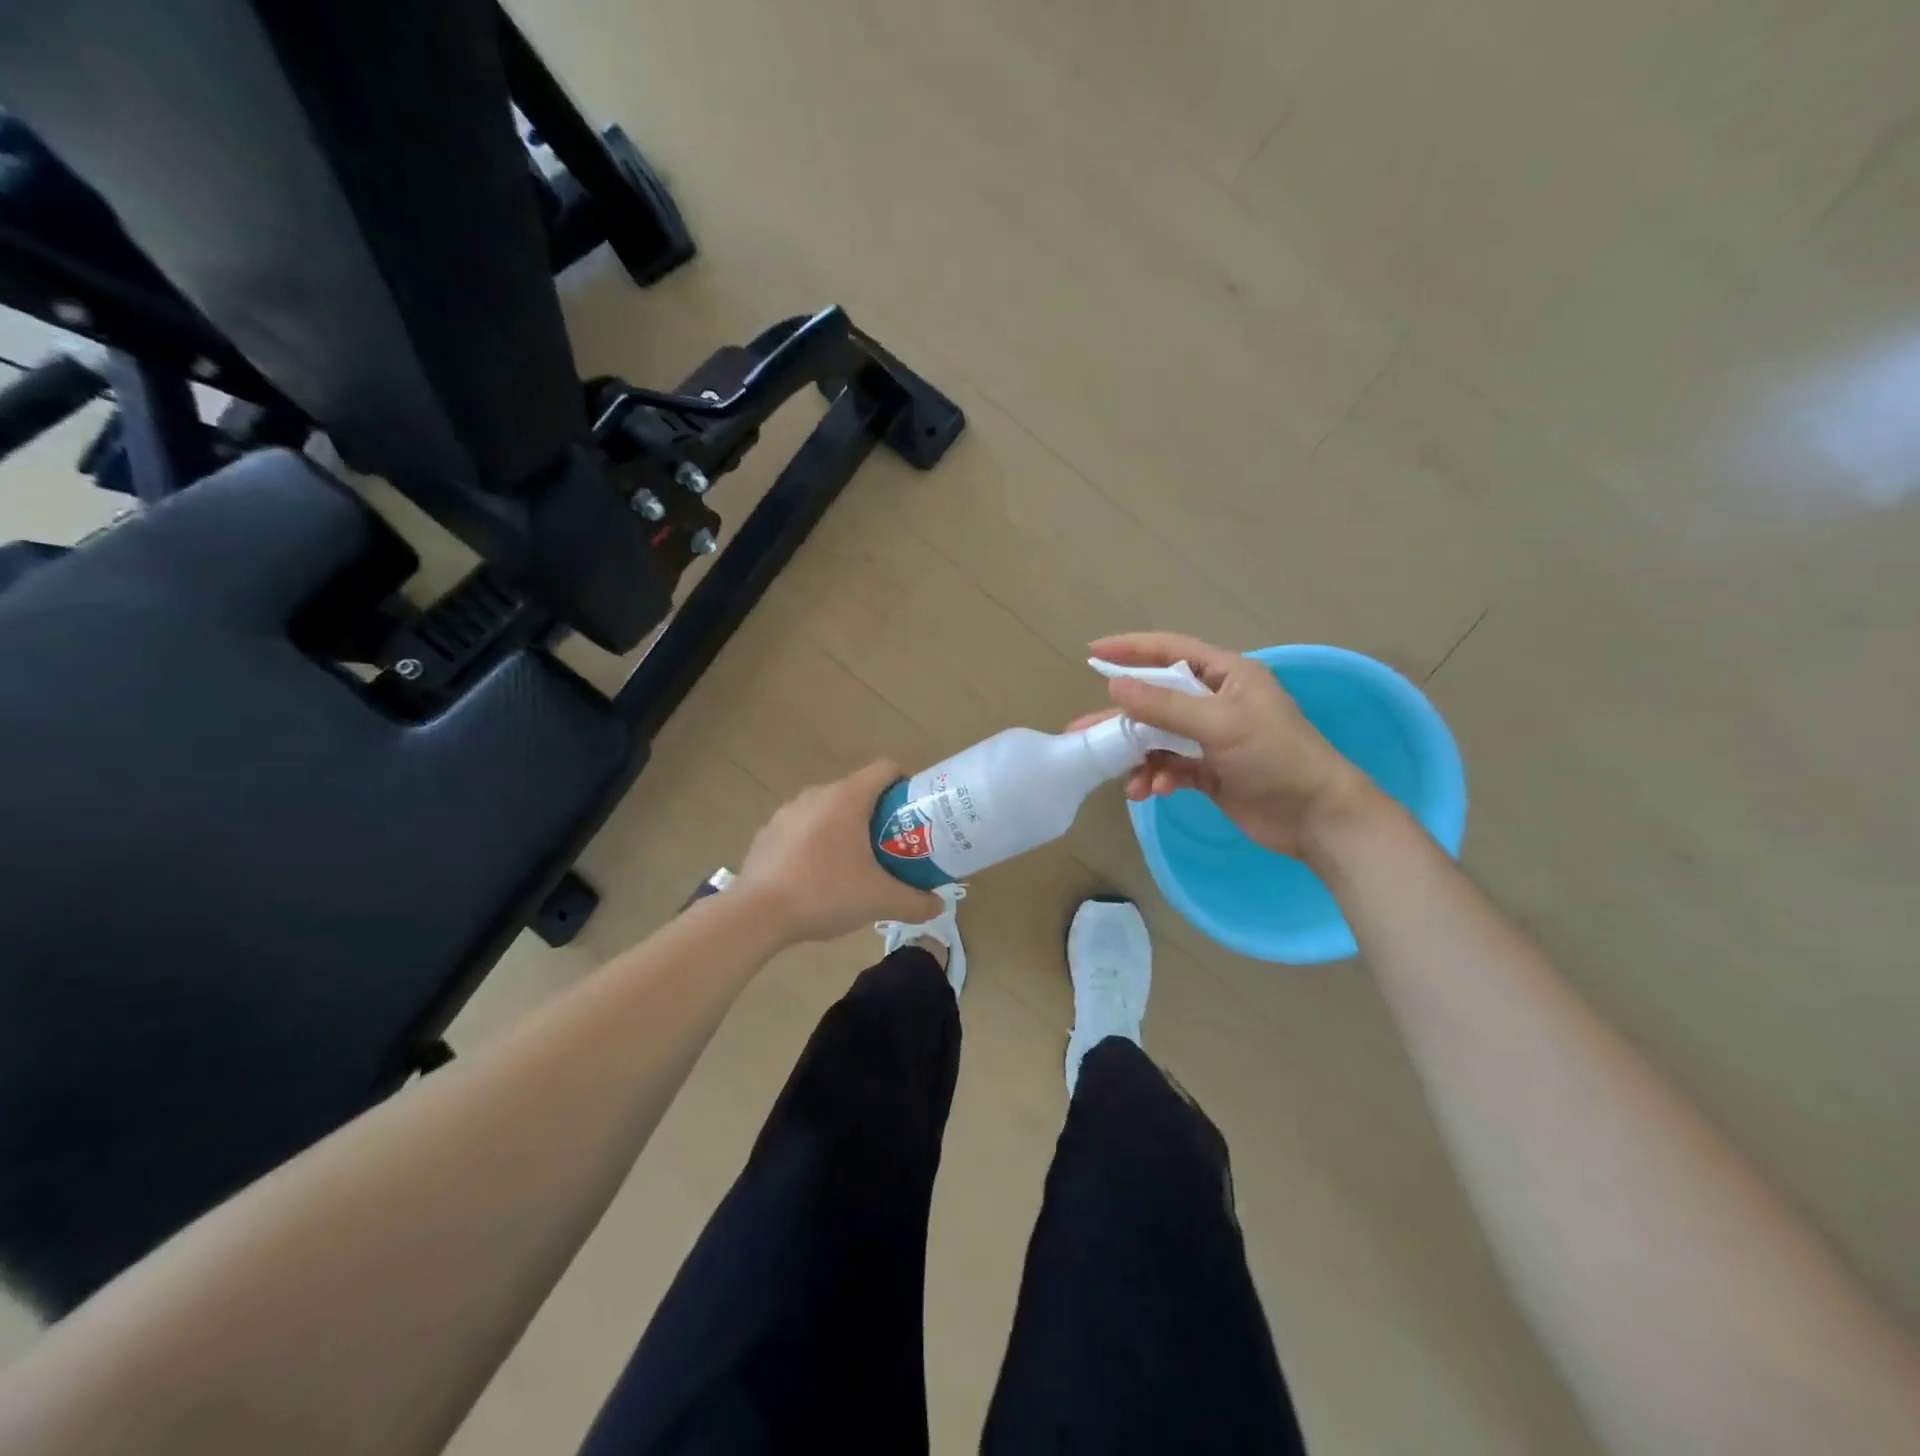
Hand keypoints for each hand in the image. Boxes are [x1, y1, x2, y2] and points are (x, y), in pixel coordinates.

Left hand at [735, 759, 943, 942]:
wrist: (756, 915)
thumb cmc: (824, 893)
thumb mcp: (879, 900)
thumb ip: (915, 902)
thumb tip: (938, 906)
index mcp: (847, 797)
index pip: (886, 769)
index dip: (906, 784)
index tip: (916, 812)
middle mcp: (817, 794)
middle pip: (859, 791)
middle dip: (879, 814)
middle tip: (893, 845)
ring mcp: (788, 811)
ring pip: (829, 809)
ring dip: (847, 828)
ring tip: (856, 863)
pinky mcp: (768, 832)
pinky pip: (803, 827)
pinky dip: (817, 841)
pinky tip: (818, 875)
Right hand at [1078, 632, 1380, 859]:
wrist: (1317, 817)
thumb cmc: (1275, 757)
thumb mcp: (1219, 724)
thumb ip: (1164, 706)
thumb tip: (1114, 686)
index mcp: (1227, 675)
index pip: (1171, 651)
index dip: (1131, 649)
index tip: (1092, 652)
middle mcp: (1216, 701)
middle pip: (1157, 699)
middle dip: (1122, 717)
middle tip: (1081, 730)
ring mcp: (1212, 738)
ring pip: (1159, 738)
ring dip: (1139, 757)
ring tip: (1127, 780)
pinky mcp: (1209, 771)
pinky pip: (1170, 766)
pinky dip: (1157, 776)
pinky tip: (1152, 791)